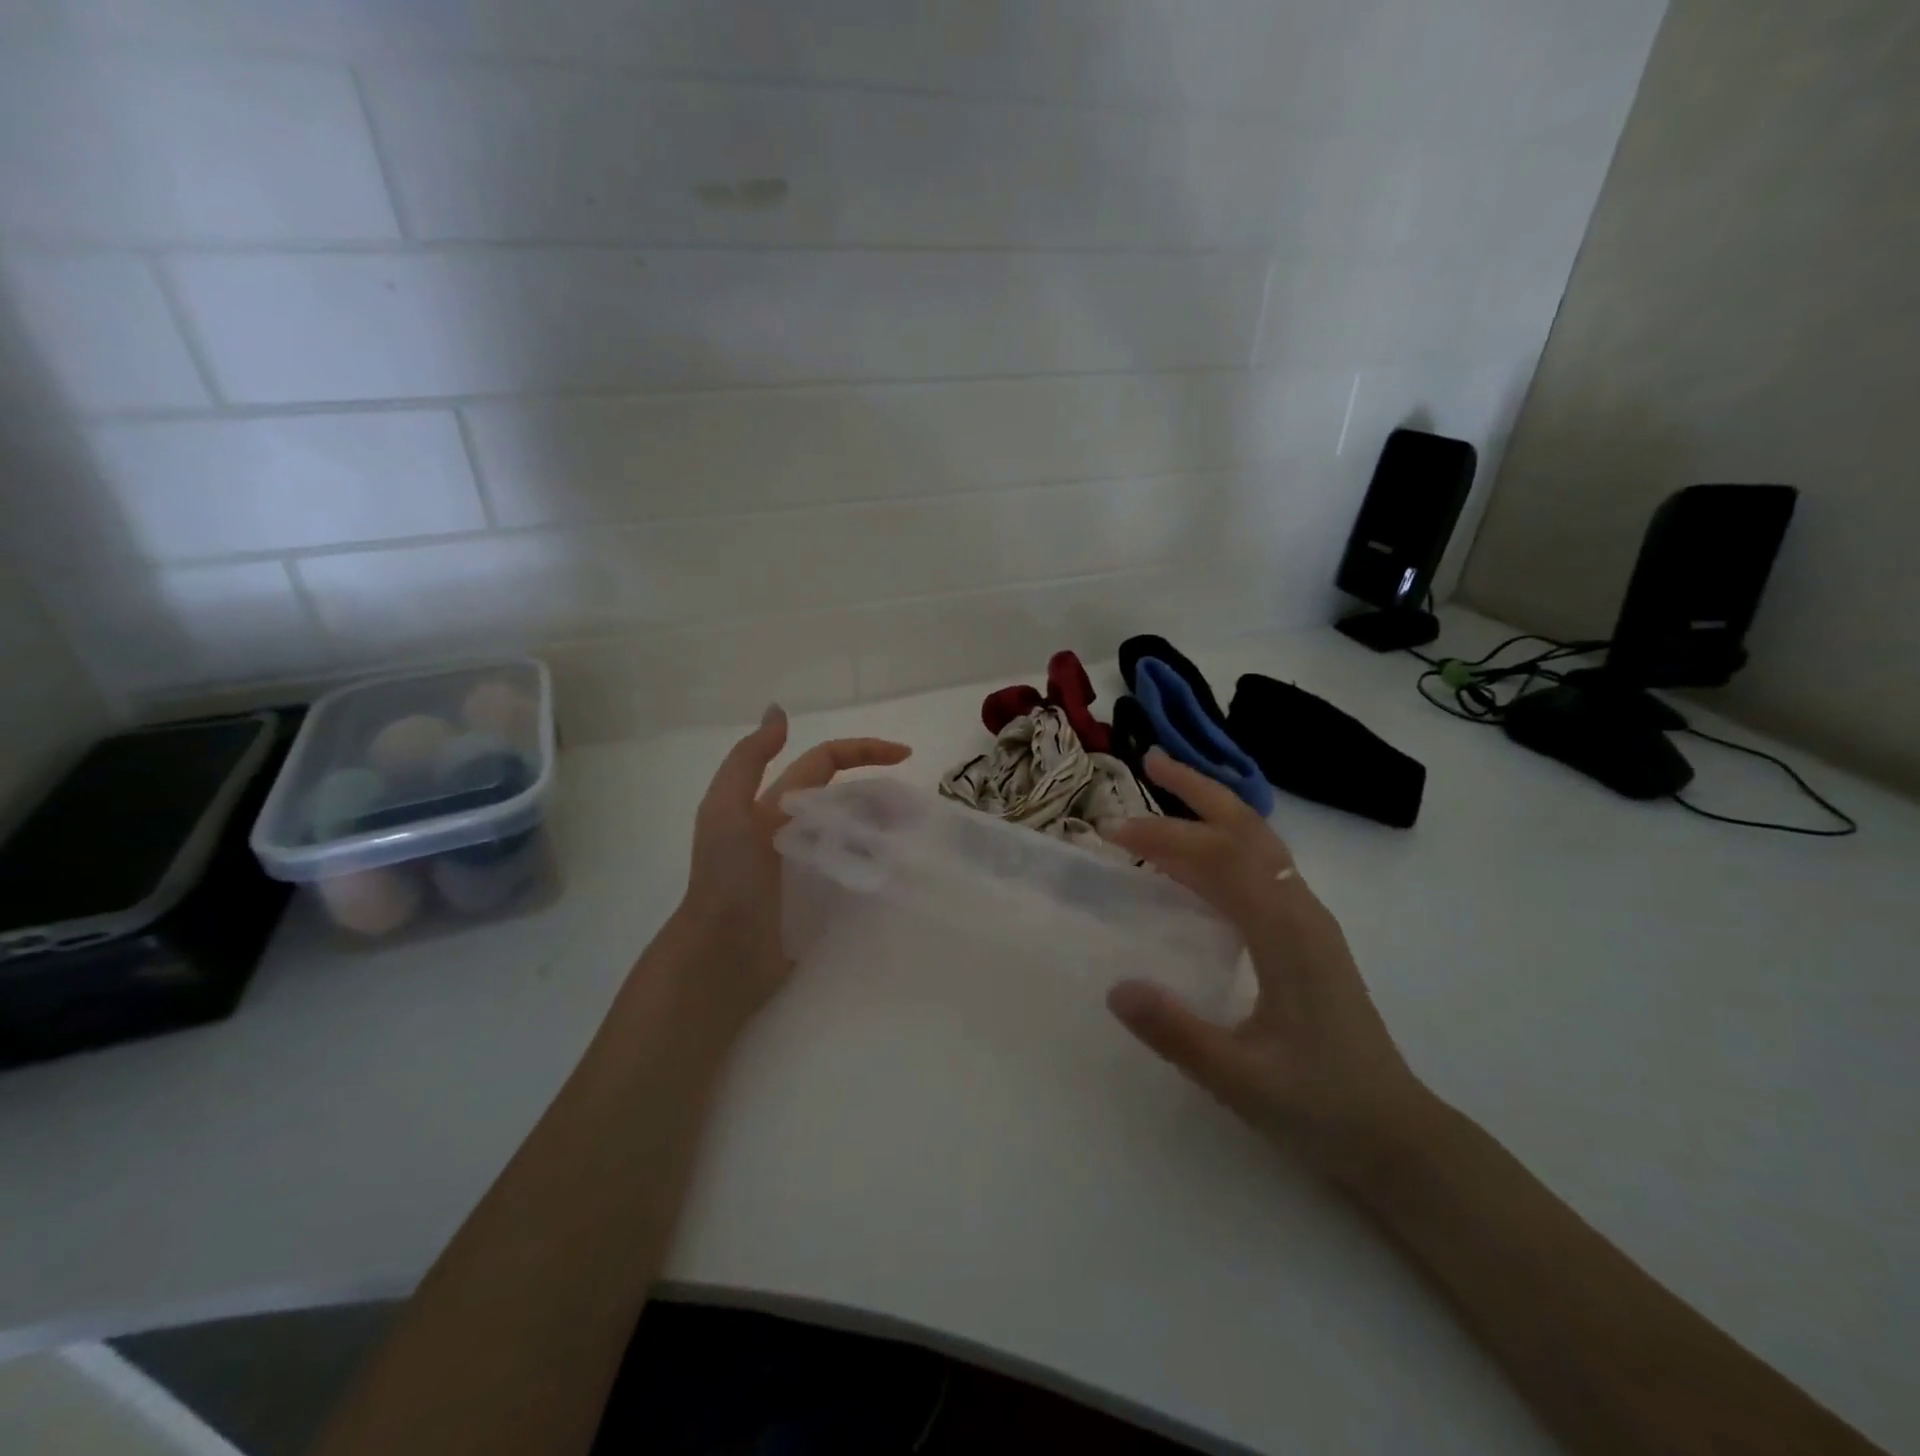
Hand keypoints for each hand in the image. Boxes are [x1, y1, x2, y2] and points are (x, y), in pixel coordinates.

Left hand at [662, 704, 910, 1040]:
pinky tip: (901, 872)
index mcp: (775, 805)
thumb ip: (749, 759)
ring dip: (886, 831)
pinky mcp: (823, 903)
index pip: (825, 764)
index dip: (863, 751)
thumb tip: (778, 711)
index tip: (906, 756)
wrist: (720, 956)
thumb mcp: (725, 809)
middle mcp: (796, 830)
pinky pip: (859, 874)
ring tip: (916, 841)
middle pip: (849, 800)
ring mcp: (812, 867)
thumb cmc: (724, 879)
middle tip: (918, 812)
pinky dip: (880, 867)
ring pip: (858, 836)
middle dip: (883, 796)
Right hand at [1103, 750, 1431, 1185]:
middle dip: (1199, 790)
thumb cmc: (1321, 1107)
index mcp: (1288, 934)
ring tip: (1167, 792)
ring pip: (1259, 843)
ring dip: (1213, 811)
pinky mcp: (1307, 935)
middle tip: (1151, 762)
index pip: (1221, 859)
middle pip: (1249, 828)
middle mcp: (1302, 911)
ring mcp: (1309, 920)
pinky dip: (1224, 845)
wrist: (1397, 1137)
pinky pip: (1262, 868)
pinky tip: (1197, 860)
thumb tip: (1114, 987)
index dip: (1167, 836)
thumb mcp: (1241, 1080)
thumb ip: (1177, 1033)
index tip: (1113, 832)